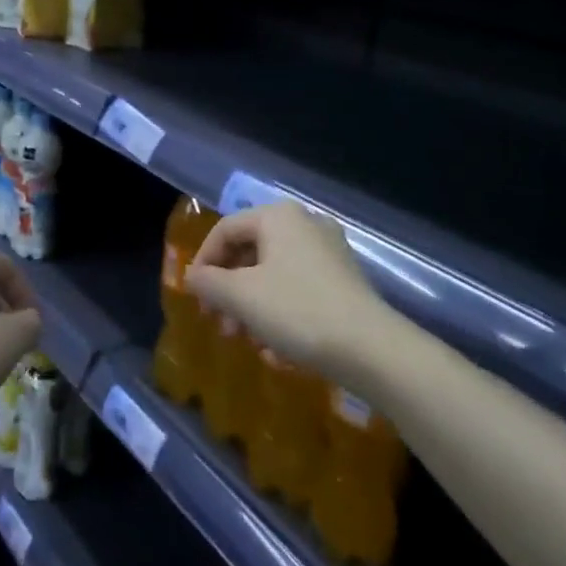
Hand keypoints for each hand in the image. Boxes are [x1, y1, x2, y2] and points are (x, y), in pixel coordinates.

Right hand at [188, 201, 387, 383]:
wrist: (372, 349)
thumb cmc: (298, 311)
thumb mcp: (241, 297)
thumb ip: (209, 283)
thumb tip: (193, 277)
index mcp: (278, 216)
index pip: (225, 229)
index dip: (204, 262)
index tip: (196, 298)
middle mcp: (305, 223)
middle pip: (250, 250)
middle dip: (229, 289)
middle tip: (220, 323)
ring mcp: (328, 250)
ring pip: (273, 272)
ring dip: (252, 305)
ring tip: (248, 340)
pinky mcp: (344, 279)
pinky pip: (298, 286)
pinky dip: (279, 310)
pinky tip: (278, 347)